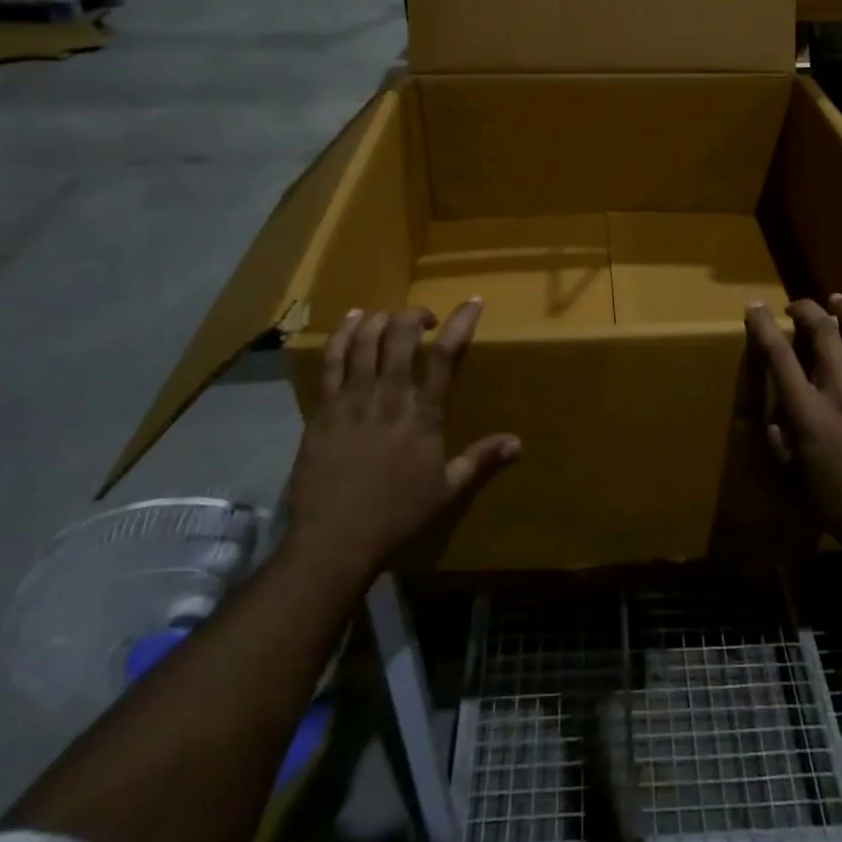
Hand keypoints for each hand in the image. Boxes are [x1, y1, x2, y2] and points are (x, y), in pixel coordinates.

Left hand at [285, 300, 518, 575]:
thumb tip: (518, 443)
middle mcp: (388, 396)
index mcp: (423, 414)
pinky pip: (332, 359)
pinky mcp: (323, 408)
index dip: (461, 322)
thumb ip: (480, 459)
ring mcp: (352, 399)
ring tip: (390, 318)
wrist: (334, 539)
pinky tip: (352, 321)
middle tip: (424, 320)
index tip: (472, 302)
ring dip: (381, 319)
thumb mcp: (446, 490)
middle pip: (400, 335)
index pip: (445, 355)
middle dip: (415, 315)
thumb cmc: (396, 516)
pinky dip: (344, 333)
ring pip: (365, 339)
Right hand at [744, 296, 841, 548]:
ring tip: (837, 300)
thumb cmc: (840, 505)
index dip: (762, 326)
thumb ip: (782, 442)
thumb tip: (777, 417)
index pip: (777, 356)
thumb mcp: (795, 477)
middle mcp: (840, 391)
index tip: (755, 308)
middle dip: (805, 309)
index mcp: (808, 413)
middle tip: (797, 307)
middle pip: (821, 332)